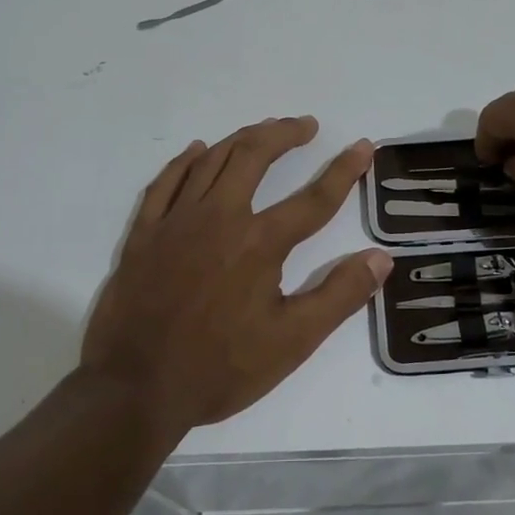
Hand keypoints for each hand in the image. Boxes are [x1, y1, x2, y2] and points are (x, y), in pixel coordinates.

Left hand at [80, 117, 391, 433]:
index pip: (314, 198)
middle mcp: (219, 218)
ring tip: (263, 130)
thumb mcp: (292, 342)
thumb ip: (339, 296)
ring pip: (211, 160)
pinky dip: (185, 161)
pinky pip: (166, 182)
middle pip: (254, 156)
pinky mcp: (144, 233)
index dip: (344, 171)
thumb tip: (381, 258)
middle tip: (305, 125)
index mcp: (259, 243)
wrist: (134, 389)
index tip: (363, 146)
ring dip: (241, 139)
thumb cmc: (219, 368)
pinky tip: (198, 150)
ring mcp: (176, 221)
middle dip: (284, 134)